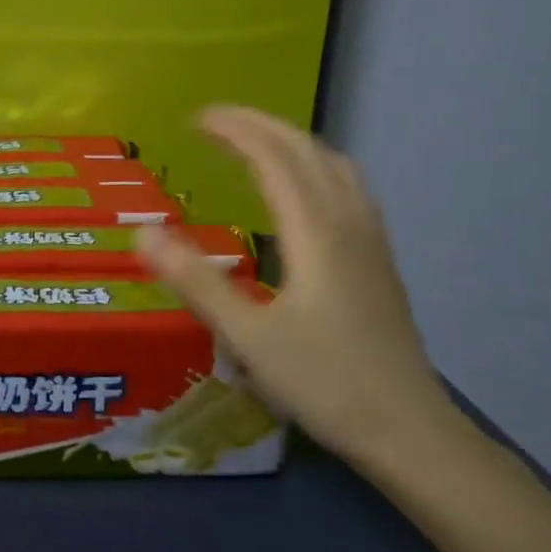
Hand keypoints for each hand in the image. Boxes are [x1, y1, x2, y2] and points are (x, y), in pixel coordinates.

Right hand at [136, 107, 458, 467]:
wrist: (409, 432)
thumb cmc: (325, 384)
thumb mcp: (249, 337)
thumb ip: (196, 282)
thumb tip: (141, 232)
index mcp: (315, 232)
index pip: (274, 157)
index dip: (235, 130)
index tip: (195, 119)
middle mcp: (347, 222)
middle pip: (306, 150)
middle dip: (260, 125)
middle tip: (215, 121)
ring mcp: (371, 240)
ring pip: (334, 166)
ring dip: (292, 141)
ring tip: (255, 143)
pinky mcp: (379, 261)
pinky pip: (348, 188)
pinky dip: (316, 166)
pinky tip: (305, 190)